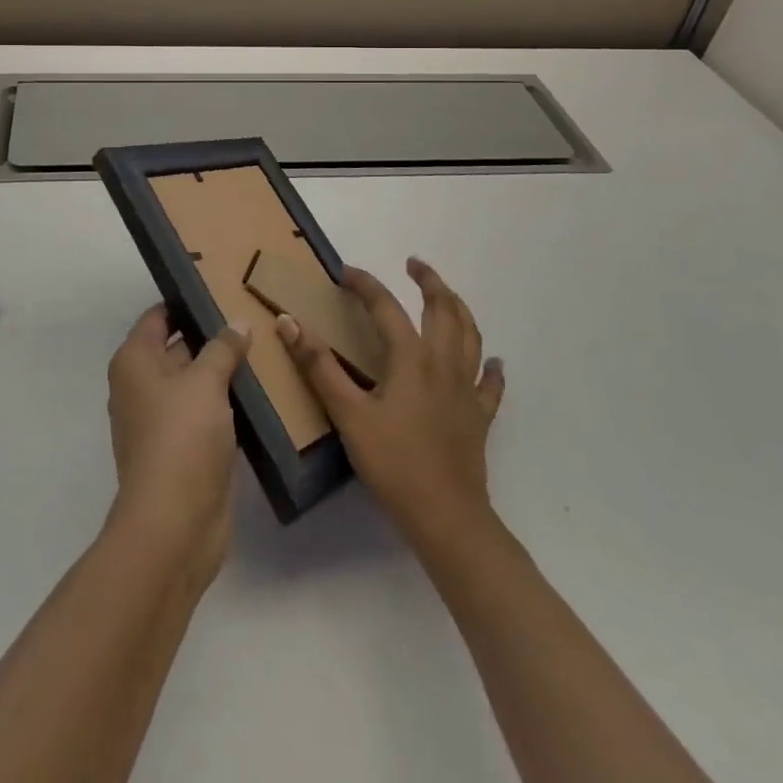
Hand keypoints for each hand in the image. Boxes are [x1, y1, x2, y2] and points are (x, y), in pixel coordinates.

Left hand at [105, 305, 251, 583]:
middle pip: (178, 347)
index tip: (222, 286)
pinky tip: (261, 390)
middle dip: (212, 334)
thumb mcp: (206, 381)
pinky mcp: (184, 448)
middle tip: (253, 312)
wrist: (174, 525)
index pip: (159, 316)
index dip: (187, 300)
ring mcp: (163, 420)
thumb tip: (237, 322)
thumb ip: (223, 347)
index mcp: (135, 361)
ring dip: (223, 370)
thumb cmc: (181, 437)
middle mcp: (142, 385)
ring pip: (196, 382)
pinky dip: (227, 402)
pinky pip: (207, 412)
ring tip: (265, 345)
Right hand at [277, 258, 504, 548]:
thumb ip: (318, 366)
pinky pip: (490, 384)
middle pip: (443, 309)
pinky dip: (491, 368)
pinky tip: (493, 362)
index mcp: (411, 358)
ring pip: (471, 336)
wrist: (446, 518)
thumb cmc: (393, 463)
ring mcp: (467, 390)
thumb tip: (288, 322)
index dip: (365, 284)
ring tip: (447, 296)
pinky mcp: (479, 417)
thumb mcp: (348, 414)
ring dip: (459, 308)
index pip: (386, 306)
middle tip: (414, 264)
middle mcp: (444, 363)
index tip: (344, 273)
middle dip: (429, 281)